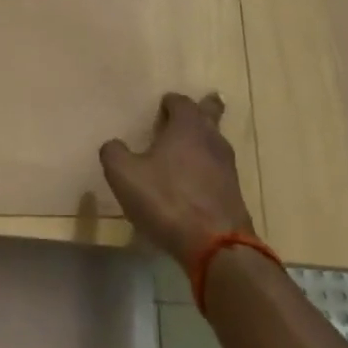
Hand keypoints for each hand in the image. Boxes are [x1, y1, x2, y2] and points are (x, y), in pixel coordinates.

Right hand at [99, 91, 252, 266]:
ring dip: (204, 141)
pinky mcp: (233, 194)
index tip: (162, 106)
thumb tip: (114, 145)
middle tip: (198, 107)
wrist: (216, 245)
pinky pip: (218, 171)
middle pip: (211, 115)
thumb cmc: (167, 200)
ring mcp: (227, 168)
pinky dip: (206, 169)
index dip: (171, 102)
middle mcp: (212, 141)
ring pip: (216, 143)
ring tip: (188, 147)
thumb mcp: (124, 175)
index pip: (182, 102)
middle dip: (204, 109)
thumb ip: (114, 153)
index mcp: (187, 128)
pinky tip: (194, 182)